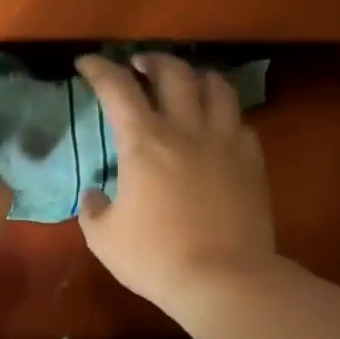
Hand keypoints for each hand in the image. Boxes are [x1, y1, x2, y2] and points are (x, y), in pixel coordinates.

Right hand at [75, 53, 279, 313]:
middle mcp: (186, 129)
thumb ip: (93, 209)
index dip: (100, 69)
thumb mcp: (104, 239)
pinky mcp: (251, 159)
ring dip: (194, 75)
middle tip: (139, 65)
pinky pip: (238, 120)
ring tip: (185, 81)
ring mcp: (225, 141)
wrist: (222, 278)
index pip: (118, 88)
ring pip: (215, 85)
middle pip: (172, 72)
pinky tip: (216, 125)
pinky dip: (223, 112)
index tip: (88, 63)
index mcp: (144, 143)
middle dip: (152, 60)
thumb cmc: (154, 258)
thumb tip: (95, 193)